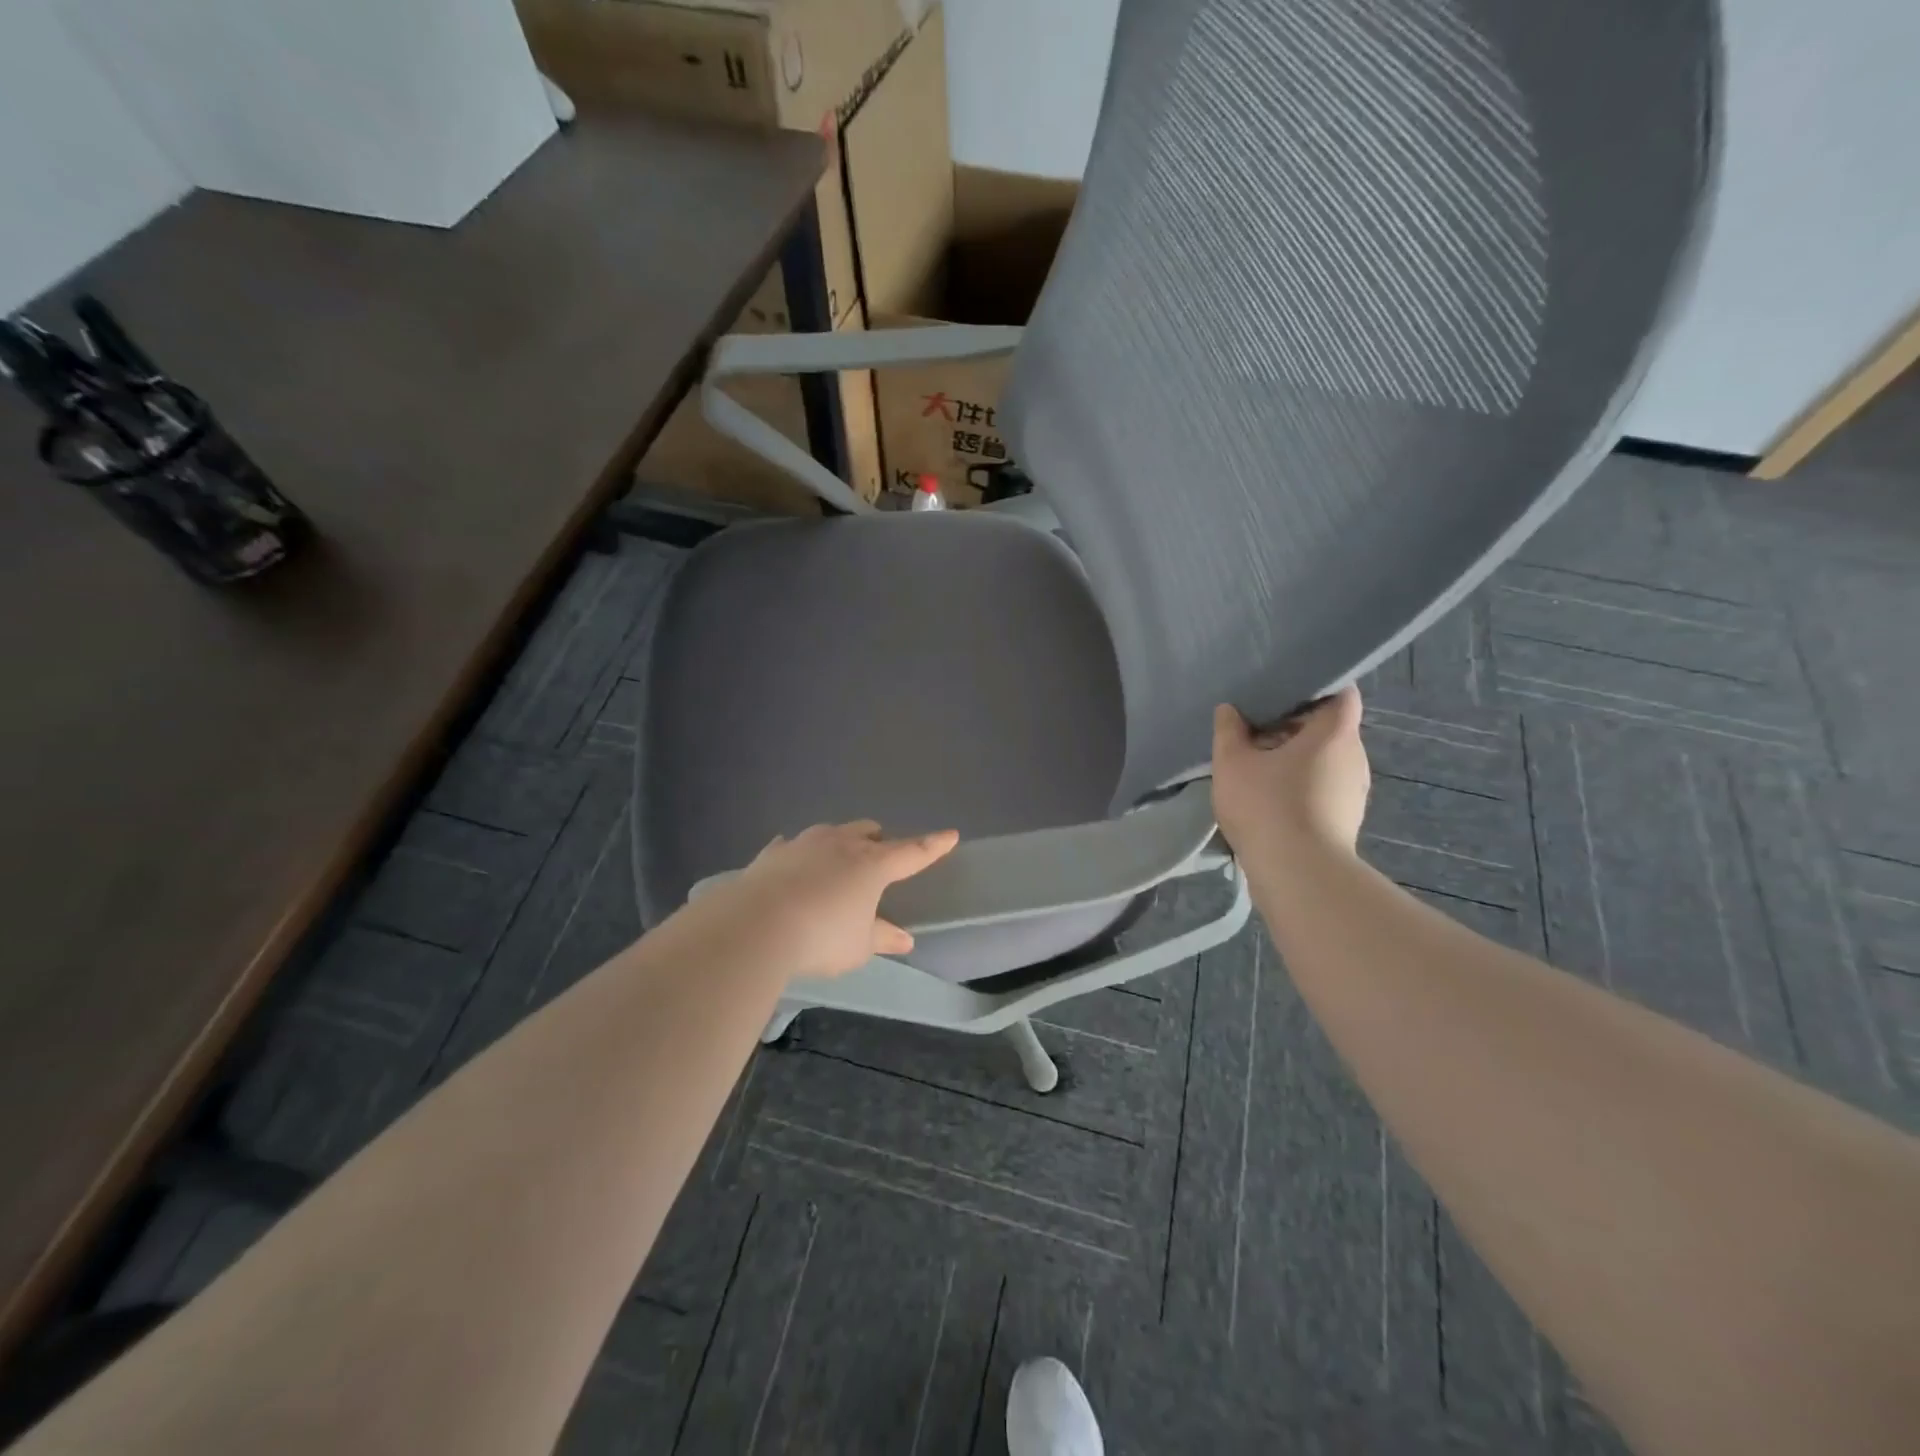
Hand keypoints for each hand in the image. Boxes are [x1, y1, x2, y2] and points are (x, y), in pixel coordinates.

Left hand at [698, 821, 959, 980]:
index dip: (933, 846)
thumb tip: (905, 939)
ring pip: (831, 832)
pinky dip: (800, 855)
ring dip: (840, 844)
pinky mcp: (773, 853)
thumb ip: (882, 937)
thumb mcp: (858, 946)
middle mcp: (841, 844)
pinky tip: (794, 865)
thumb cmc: (820, 937)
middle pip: (868, 831)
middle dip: (878, 841)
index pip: (912, 852)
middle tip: (879, 859)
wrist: (755, 925)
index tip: (950, 835)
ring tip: (837, 864)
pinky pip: (793, 846)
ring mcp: (804, 843)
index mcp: (873, 864)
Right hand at [1211, 686, 1369, 858]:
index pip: (1341, 693)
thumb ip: (1229, 731)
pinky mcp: (1347, 818)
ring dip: (1298, 758)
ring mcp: (1355, 790)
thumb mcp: (1232, 763)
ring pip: (1326, 760)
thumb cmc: (1267, 805)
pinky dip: (1302, 784)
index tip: (1284, 691)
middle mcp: (1355, 756)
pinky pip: (1325, 787)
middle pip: (1330, 727)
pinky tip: (1272, 797)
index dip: (1316, 686)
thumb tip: (1230, 710)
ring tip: (1260, 764)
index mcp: (1335, 732)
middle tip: (1258, 728)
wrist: (1298, 874)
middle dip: (1296, 725)